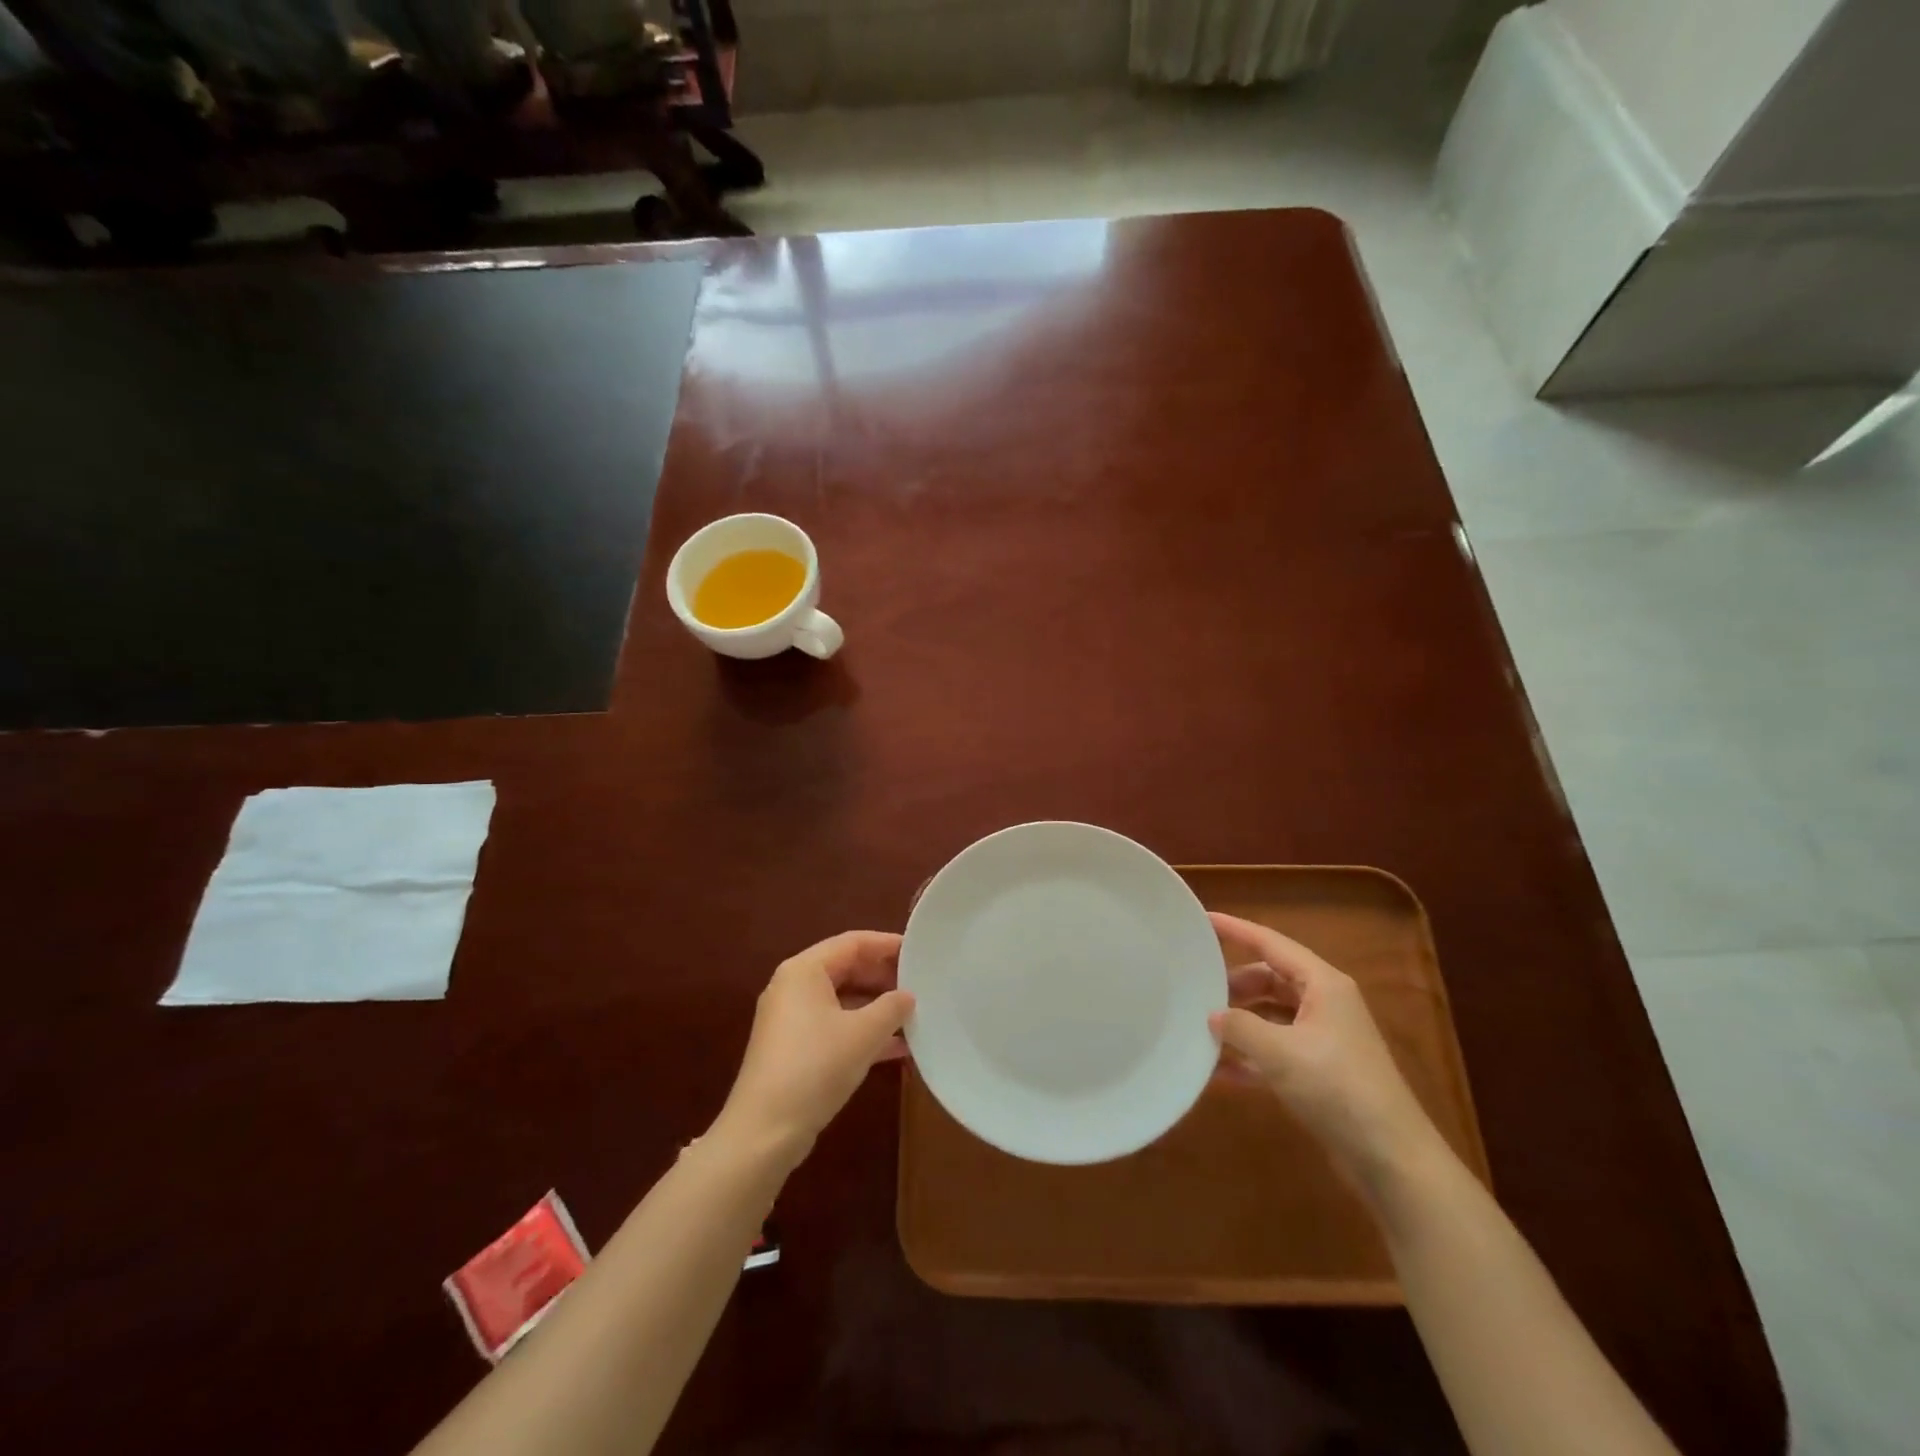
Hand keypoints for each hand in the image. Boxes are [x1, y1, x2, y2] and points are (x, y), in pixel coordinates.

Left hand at [715, 931, 914, 1166]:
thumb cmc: (815, 1067)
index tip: (919, 952)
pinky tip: (896, 1048)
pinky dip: (862, 1032)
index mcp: (804, 971)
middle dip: (884, 978)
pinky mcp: (793, 1049)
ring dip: (877, 1008)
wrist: (764, 1132)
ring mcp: (791, 1020)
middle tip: (921, 984)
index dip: (887, 945)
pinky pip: (834, 1026)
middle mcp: (793, 987)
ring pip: (842, 1001)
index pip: (853, 943)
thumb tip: (908, 995)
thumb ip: (892, 1007)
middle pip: (846, 969)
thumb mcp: (863, 1034)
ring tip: (915, 1016)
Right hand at [1209, 912, 1441, 1192]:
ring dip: (1239, 1022)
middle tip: (1195, 988)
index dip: (1236, 930)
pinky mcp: (1319, 1072)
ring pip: (1271, 1015)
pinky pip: (1275, 1050)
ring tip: (1200, 1027)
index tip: (1202, 920)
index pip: (1271, 943)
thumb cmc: (1337, 1089)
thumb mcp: (1280, 1053)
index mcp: (1323, 985)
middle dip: (1234, 984)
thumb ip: (1239, 1027)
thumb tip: (1212, 1015)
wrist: (1391, 1159)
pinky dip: (1249, 1056)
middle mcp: (1324, 1004)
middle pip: (1270, 979)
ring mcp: (1323, 1039)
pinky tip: (1218, 1071)